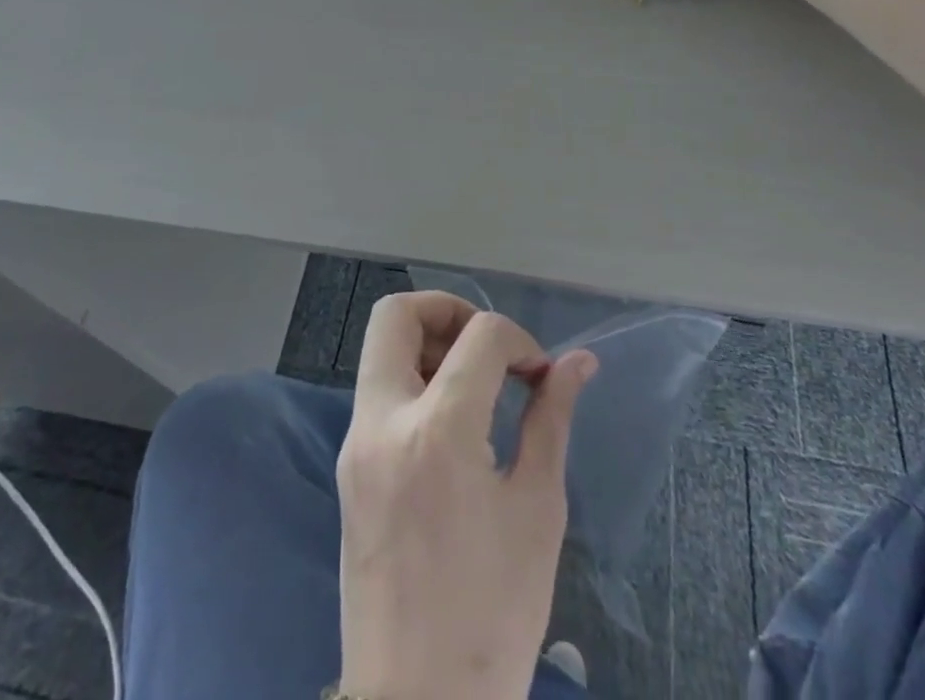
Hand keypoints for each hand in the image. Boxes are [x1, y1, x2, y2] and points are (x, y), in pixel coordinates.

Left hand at [337, 293, 596, 699]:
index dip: (519, 339)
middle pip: (396, 314)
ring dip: (427, 344)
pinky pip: (377, 392)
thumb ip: (551, 419)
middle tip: (488, 348)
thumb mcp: (537, 510)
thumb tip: (577, 362)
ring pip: (379, 349)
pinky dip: (412, 382)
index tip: (540, 375)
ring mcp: (355, 444)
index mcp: (437, 432)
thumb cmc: (493, 614)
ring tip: (475, 385)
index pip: (479, 335)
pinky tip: (451, 423)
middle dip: (448, 310)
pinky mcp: (347, 467)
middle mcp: (382, 423)